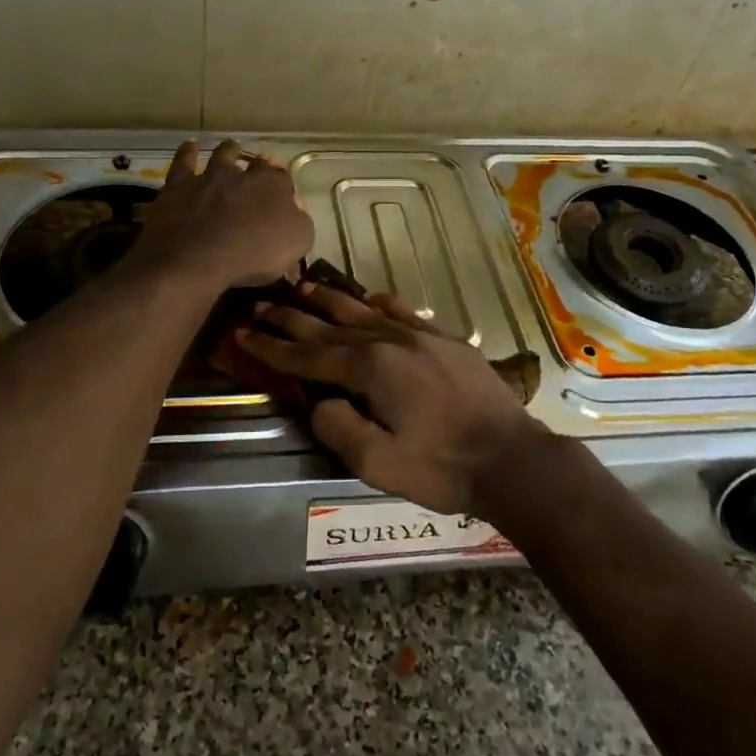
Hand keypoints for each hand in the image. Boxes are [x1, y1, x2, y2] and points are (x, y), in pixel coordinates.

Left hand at [127, 139, 314, 290]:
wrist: (195, 259)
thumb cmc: (252, 257)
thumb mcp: (295, 245)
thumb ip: (299, 224)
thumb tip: (296, 211)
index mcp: (274, 188)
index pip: (284, 180)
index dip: (284, 187)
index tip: (283, 195)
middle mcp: (243, 175)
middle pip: (256, 164)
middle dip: (260, 165)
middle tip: (260, 168)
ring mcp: (209, 177)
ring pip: (222, 155)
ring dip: (229, 150)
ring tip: (233, 146)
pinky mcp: (179, 186)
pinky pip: (183, 162)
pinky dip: (188, 152)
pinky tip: (191, 145)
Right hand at [237, 284, 558, 515]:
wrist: (513, 458)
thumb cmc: (442, 468)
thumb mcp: (378, 464)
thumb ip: (338, 428)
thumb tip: (318, 402)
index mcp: (370, 369)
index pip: (308, 356)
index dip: (272, 347)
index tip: (242, 334)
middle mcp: (390, 341)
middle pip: (330, 326)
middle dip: (291, 317)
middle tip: (259, 305)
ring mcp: (420, 336)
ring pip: (364, 311)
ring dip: (330, 300)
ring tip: (303, 287)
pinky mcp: (445, 341)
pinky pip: (405, 313)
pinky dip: (381, 303)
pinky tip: (370, 296)